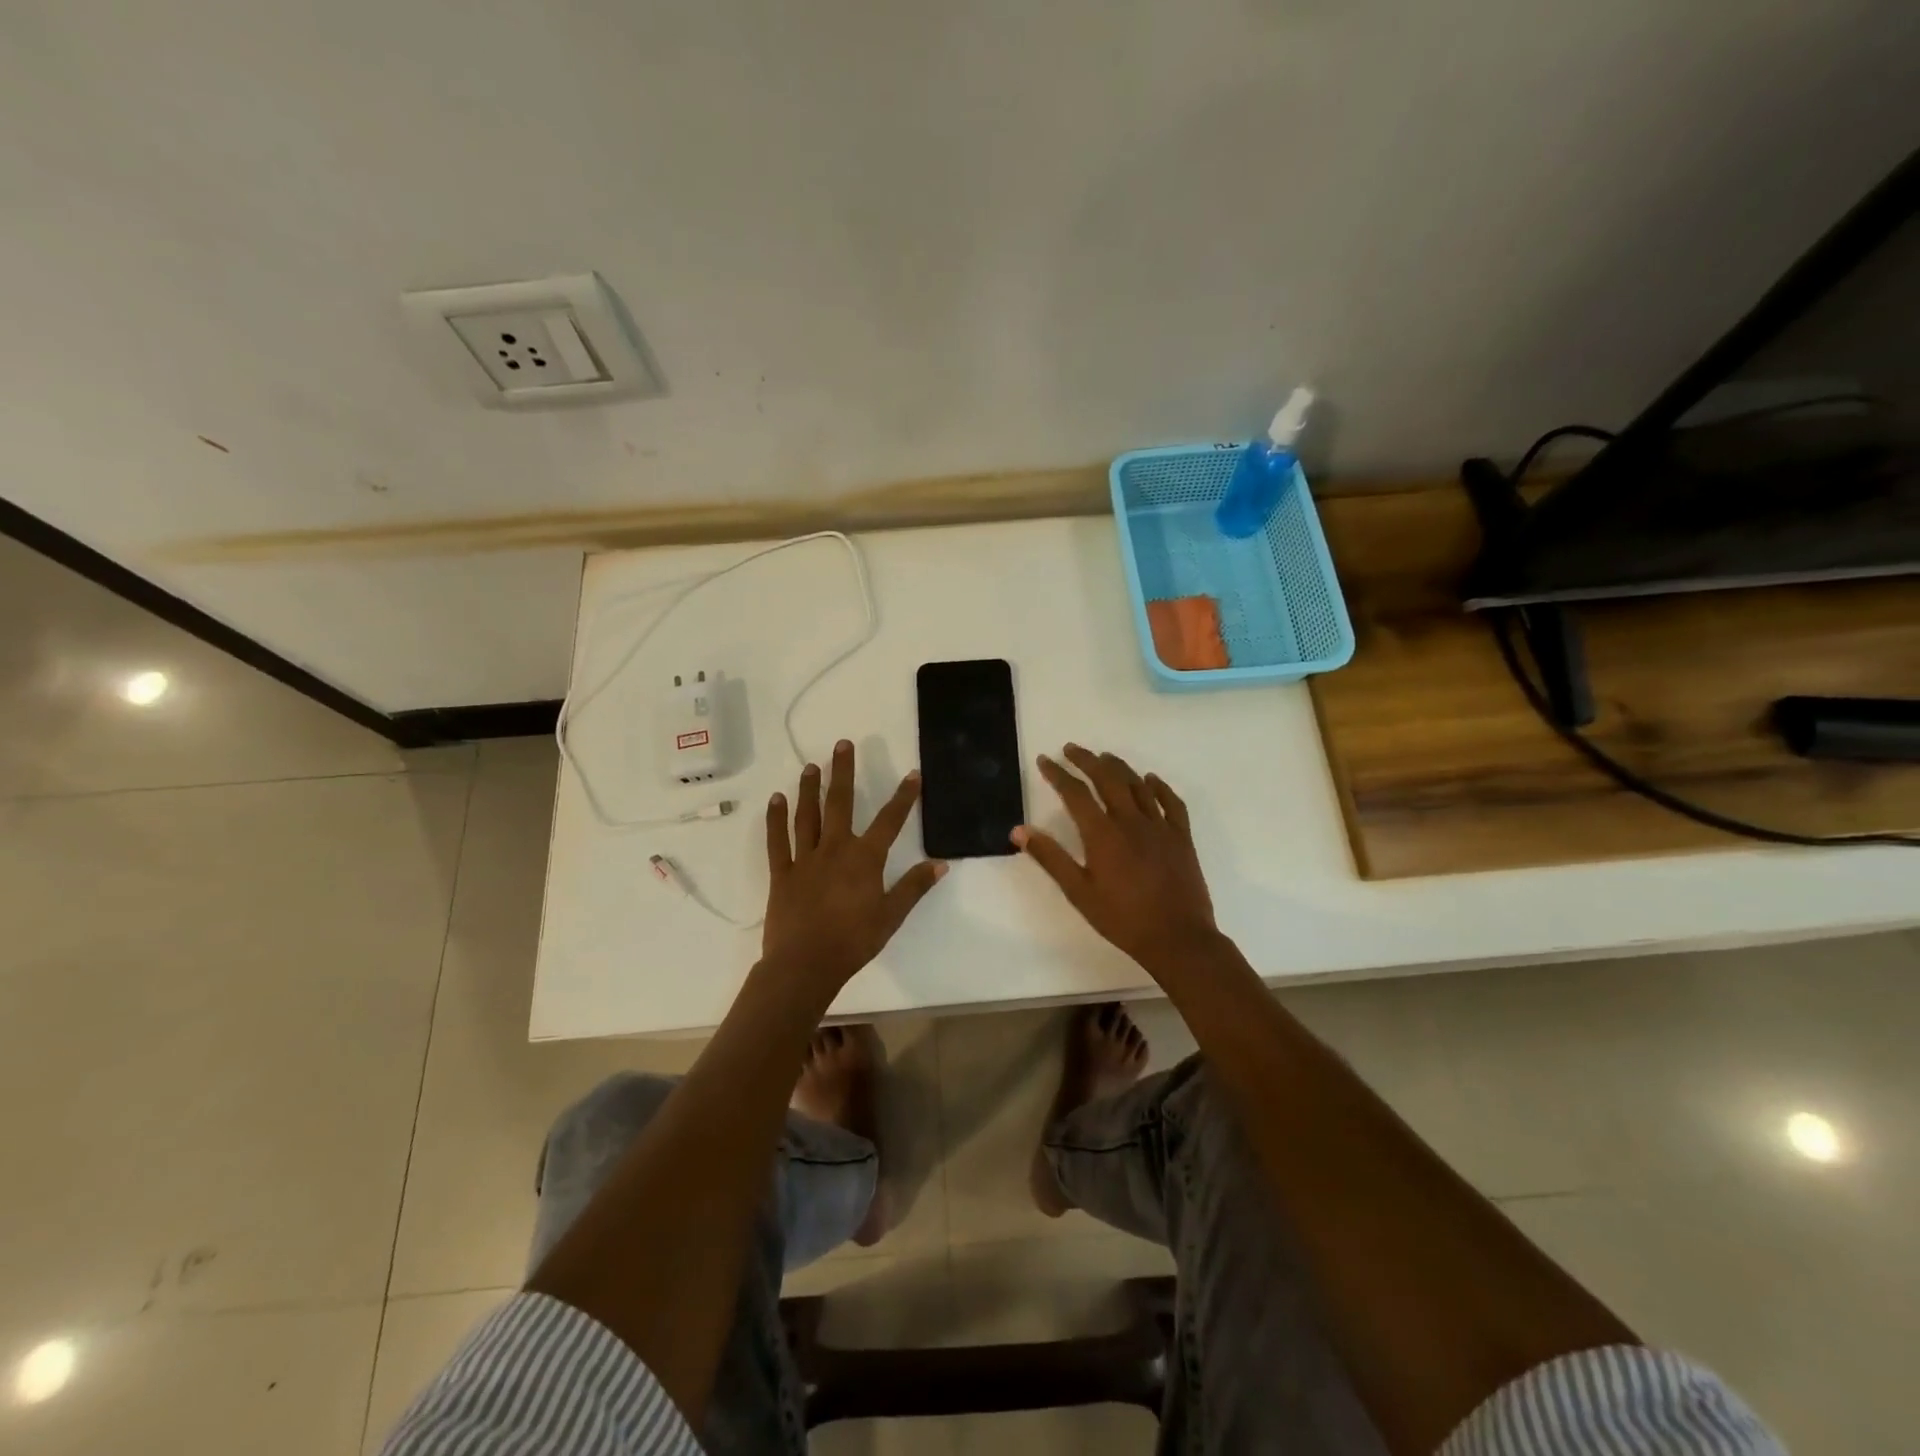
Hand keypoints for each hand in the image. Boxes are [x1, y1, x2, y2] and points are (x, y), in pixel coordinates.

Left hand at [763, 739, 946, 989]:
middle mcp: (834, 848)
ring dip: (809, 788)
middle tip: (842, 745)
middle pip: (840, 803)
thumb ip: (914, 887)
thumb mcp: (892, 916)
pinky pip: (777, 840)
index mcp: (864, 858)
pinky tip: (776, 799)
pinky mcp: (782, 872)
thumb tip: (941, 863)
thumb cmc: (853, 941)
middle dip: (843, 772)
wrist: (805, 965)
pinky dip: (775, 818)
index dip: (904, 796)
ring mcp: (805, 858)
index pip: (890, 820)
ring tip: (811, 766)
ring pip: (807, 815)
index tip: (913, 774)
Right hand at [1013, 744, 1219, 976]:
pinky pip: (1171, 802)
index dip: (1057, 774)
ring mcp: (1160, 826)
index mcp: (1102, 833)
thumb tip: (1019, 831)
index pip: (1075, 793)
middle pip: (1107, 778)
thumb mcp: (1078, 892)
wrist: (1177, 938)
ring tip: (1104, 757)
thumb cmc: (1122, 919)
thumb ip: (1050, 858)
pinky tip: (1151, 780)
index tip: (1044, 760)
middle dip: (1087, 760)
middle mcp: (1131, 820)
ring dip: (1119, 766)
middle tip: (1071, 749)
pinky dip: (1159, 786)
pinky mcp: (1181, 836)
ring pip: (1138, 784)